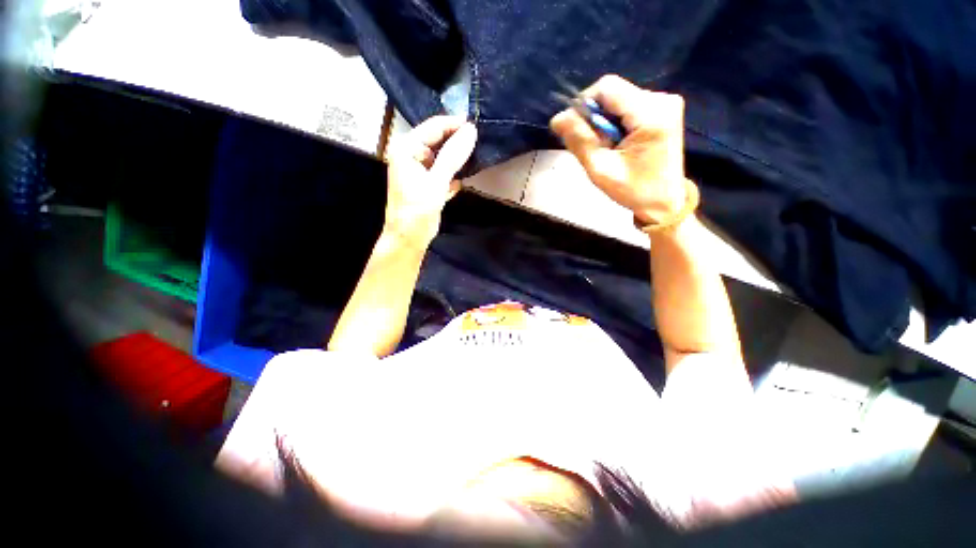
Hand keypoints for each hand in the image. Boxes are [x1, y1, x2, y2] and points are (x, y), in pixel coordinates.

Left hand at [383, 116, 477, 245]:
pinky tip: (461, 180)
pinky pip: (444, 171)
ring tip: (476, 157)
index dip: (455, 125)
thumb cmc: (417, 209)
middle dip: (457, 142)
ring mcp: (420, 170)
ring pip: (443, 156)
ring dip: (458, 159)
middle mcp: (412, 155)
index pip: (434, 127)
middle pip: (438, 140)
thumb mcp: (436, 181)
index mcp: (407, 148)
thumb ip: (453, 155)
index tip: (477, 126)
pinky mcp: (428, 183)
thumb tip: (471, 131)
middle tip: (480, 142)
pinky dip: (454, 174)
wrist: (409, 238)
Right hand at [550, 75, 687, 225]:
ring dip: (605, 123)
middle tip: (594, 147)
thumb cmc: (633, 190)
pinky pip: (628, 107)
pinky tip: (618, 144)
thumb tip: (557, 118)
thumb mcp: (600, 169)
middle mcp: (662, 99)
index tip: (576, 130)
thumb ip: (579, 141)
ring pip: (619, 100)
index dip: (584, 105)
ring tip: (607, 149)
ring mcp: (665, 103)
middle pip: (613, 93)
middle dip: (595, 118)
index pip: (607, 87)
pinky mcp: (664, 110)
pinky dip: (616, 123)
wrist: (664, 203)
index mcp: (650, 113)